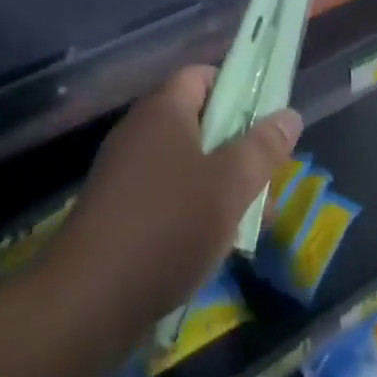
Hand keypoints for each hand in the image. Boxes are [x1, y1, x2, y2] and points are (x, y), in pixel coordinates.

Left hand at [44, 66, 301, 354]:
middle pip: (200, 122)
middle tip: (267, 184)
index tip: (267, 123)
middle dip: (239, 150)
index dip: (238, 90)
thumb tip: (289, 115)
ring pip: (186, 164)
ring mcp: (124, 171)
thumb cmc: (168, 226)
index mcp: (164, 109)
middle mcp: (140, 130)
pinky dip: (193, 211)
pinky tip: (212, 247)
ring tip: (250, 225)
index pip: (204, 76)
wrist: (87, 300)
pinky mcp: (116, 210)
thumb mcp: (231, 185)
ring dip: (221, 187)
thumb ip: (263, 147)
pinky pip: (166, 195)